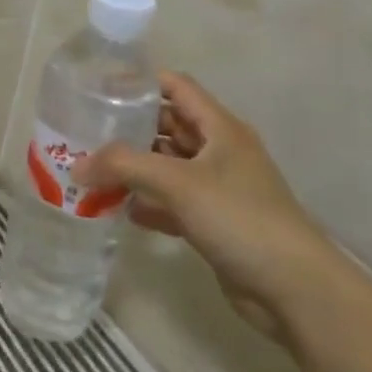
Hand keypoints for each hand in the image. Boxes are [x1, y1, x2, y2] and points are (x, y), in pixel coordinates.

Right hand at [71, 73, 338, 339]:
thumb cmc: (239, 217)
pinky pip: (171, 202)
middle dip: (128, 129)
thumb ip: (124, 166)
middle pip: (167, 126)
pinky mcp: (213, 222)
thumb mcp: (178, 182)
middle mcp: (219, 151)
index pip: (176, 86)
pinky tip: (117, 210)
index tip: (100, 88)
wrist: (294, 289)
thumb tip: (77, 166)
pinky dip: (147, 203)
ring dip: (133, 169)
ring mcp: (217, 188)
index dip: (140, 83)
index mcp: (219, 127)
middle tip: (85, 132)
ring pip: (166, 166)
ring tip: (90, 170)